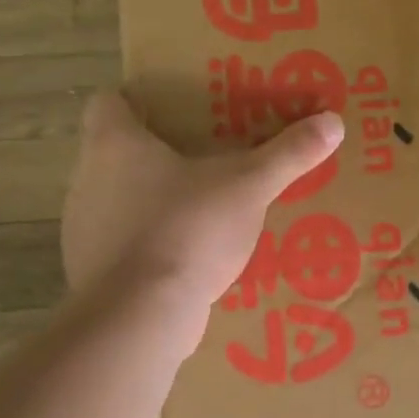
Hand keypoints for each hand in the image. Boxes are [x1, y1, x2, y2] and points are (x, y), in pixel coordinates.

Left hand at [61, 91, 344, 312]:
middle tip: (207, 154)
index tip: (176, 110)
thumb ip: (288, 154)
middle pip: (117, 151)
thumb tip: (333, 121)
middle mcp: (87, 178)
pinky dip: (153, 242)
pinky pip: (126, 242)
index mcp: (113, 143)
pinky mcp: (94, 269)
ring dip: (155, 200)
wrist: (139, 317)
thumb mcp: (248, 187)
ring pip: (121, 198)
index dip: (138, 100)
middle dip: (159, 152)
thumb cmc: (186, 229)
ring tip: (205, 204)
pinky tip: (191, 254)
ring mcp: (84, 228)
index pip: (107, 101)